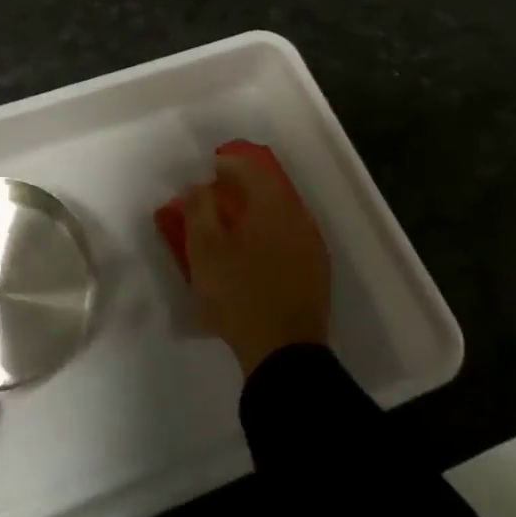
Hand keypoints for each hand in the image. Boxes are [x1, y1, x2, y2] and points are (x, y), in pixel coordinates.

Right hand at [179, 148, 330, 377]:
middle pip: (270, 189)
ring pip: (281, 214)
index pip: (252, 168)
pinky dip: (270, 234)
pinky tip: (254, 252)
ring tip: (233, 224)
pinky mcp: (316, 272)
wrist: (284, 353)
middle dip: (243, 187)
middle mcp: (299, 218)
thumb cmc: (238, 293)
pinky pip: (289, 238)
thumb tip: (199, 186)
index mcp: (273, 206)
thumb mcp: (204, 249)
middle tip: (218, 195)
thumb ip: (199, 208)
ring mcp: (312, 246)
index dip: (228, 163)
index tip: (210, 169)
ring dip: (257, 211)